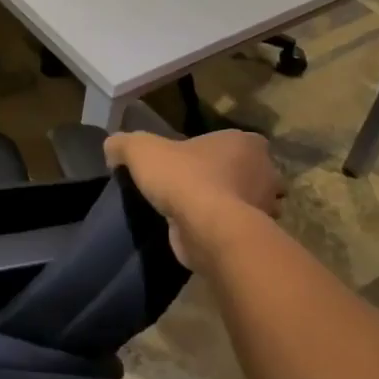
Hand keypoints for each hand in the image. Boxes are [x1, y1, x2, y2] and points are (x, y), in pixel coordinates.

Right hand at [103, 130, 283, 272]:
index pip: (234, 141)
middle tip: (191, 186)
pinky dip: (221, 231)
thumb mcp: (140, 150)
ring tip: (192, 212)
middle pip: (244, 171)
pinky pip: (237, 229)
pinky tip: (198, 233)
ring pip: (245, 202)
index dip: (212, 149)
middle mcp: (265, 172)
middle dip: (224, 178)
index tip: (190, 161)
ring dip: (226, 207)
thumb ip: (124, 144)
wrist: (208, 230)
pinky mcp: (256, 238)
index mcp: (246, 143)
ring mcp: (265, 208)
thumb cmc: (183, 178)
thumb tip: (112, 150)